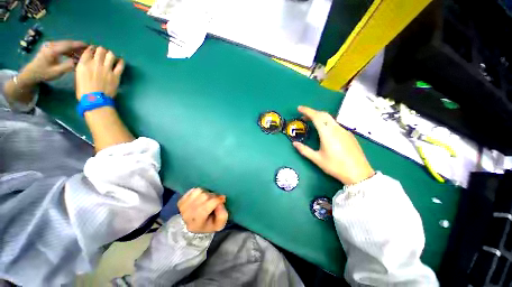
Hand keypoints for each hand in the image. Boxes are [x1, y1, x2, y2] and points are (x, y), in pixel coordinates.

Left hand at [19, 40, 86, 83]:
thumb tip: (79, 62)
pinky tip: (73, 55)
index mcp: (53, 50)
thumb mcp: (57, 72)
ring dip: (74, 48)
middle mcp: (51, 45)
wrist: (31, 73)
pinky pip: (62, 46)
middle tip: (88, 50)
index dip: (79, 45)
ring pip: (65, 44)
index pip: (69, 45)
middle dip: (78, 46)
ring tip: (81, 54)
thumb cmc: (44, 73)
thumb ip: (68, 66)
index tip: (89, 47)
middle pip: (67, 43)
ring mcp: (50, 45)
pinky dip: (69, 50)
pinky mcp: (50, 47)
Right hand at [75, 46, 124, 99]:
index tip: (94, 50)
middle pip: (101, 50)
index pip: (89, 50)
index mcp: (84, 63)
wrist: (94, 99)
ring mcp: (107, 69)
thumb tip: (89, 63)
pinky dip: (121, 61)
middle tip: (103, 53)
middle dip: (102, 50)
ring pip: (110, 55)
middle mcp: (96, 63)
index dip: (92, 49)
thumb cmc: (83, 90)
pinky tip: (120, 60)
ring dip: (110, 54)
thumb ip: (84, 66)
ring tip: (110, 56)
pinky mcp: (116, 75)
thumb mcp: (78, 75)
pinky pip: (120, 65)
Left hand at [177, 188, 227, 233]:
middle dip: (213, 196)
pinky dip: (200, 191)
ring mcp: (183, 206)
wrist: (191, 229)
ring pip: (199, 191)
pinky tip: (201, 198)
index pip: (208, 205)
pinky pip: (193, 190)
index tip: (223, 199)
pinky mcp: (181, 200)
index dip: (218, 200)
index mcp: (196, 222)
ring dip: (206, 193)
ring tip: (208, 199)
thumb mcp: (219, 225)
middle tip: (216, 200)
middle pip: (205, 196)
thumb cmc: (207, 225)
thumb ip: (222, 215)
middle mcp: (187, 214)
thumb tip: (220, 202)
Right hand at [292, 106, 374, 184]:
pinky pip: (335, 124)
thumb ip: (304, 150)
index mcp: (327, 134)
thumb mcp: (317, 159)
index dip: (307, 111)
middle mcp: (336, 129)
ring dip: (320, 117)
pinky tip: (324, 130)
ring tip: (311, 122)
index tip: (299, 108)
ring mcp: (344, 131)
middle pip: (324, 115)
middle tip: (303, 116)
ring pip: (330, 119)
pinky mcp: (349, 135)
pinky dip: (326, 122)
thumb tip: (294, 143)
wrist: (359, 173)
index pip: (316, 117)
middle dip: (313, 112)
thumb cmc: (335, 166)